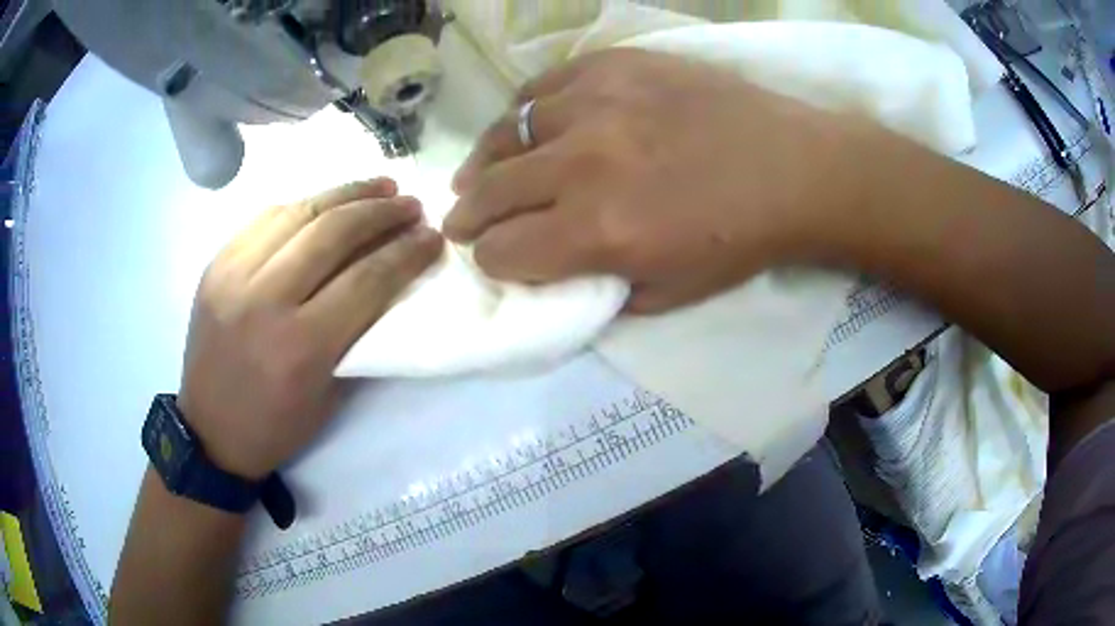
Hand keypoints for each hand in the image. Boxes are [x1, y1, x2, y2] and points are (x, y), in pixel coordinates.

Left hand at [178, 179, 442, 478]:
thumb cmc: (276, 426)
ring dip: (345, 194)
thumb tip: (390, 281)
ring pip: (298, 212)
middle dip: (381, 212)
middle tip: (410, 203)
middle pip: (333, 233)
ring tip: (379, 186)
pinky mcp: (216, 264)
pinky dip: (303, 204)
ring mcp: (234, 275)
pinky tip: (325, 202)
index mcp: (302, 346)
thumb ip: (359, 335)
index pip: (367, 278)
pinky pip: (266, 218)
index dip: (407, 251)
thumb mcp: (331, 396)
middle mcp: (266, 300)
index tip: (433, 235)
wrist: (209, 431)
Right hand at [444, 49, 869, 311]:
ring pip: (505, 133)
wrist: (793, 168)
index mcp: (597, 232)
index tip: (498, 257)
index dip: (494, 261)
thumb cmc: (738, 239)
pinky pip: (542, 87)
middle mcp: (582, 164)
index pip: (504, 251)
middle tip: (461, 219)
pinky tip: (526, 125)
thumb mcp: (669, 295)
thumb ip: (599, 290)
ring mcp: (595, 103)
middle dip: (467, 216)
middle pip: (488, 192)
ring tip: (480, 171)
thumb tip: (553, 275)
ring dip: (485, 162)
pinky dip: (523, 112)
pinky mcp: (613, 65)